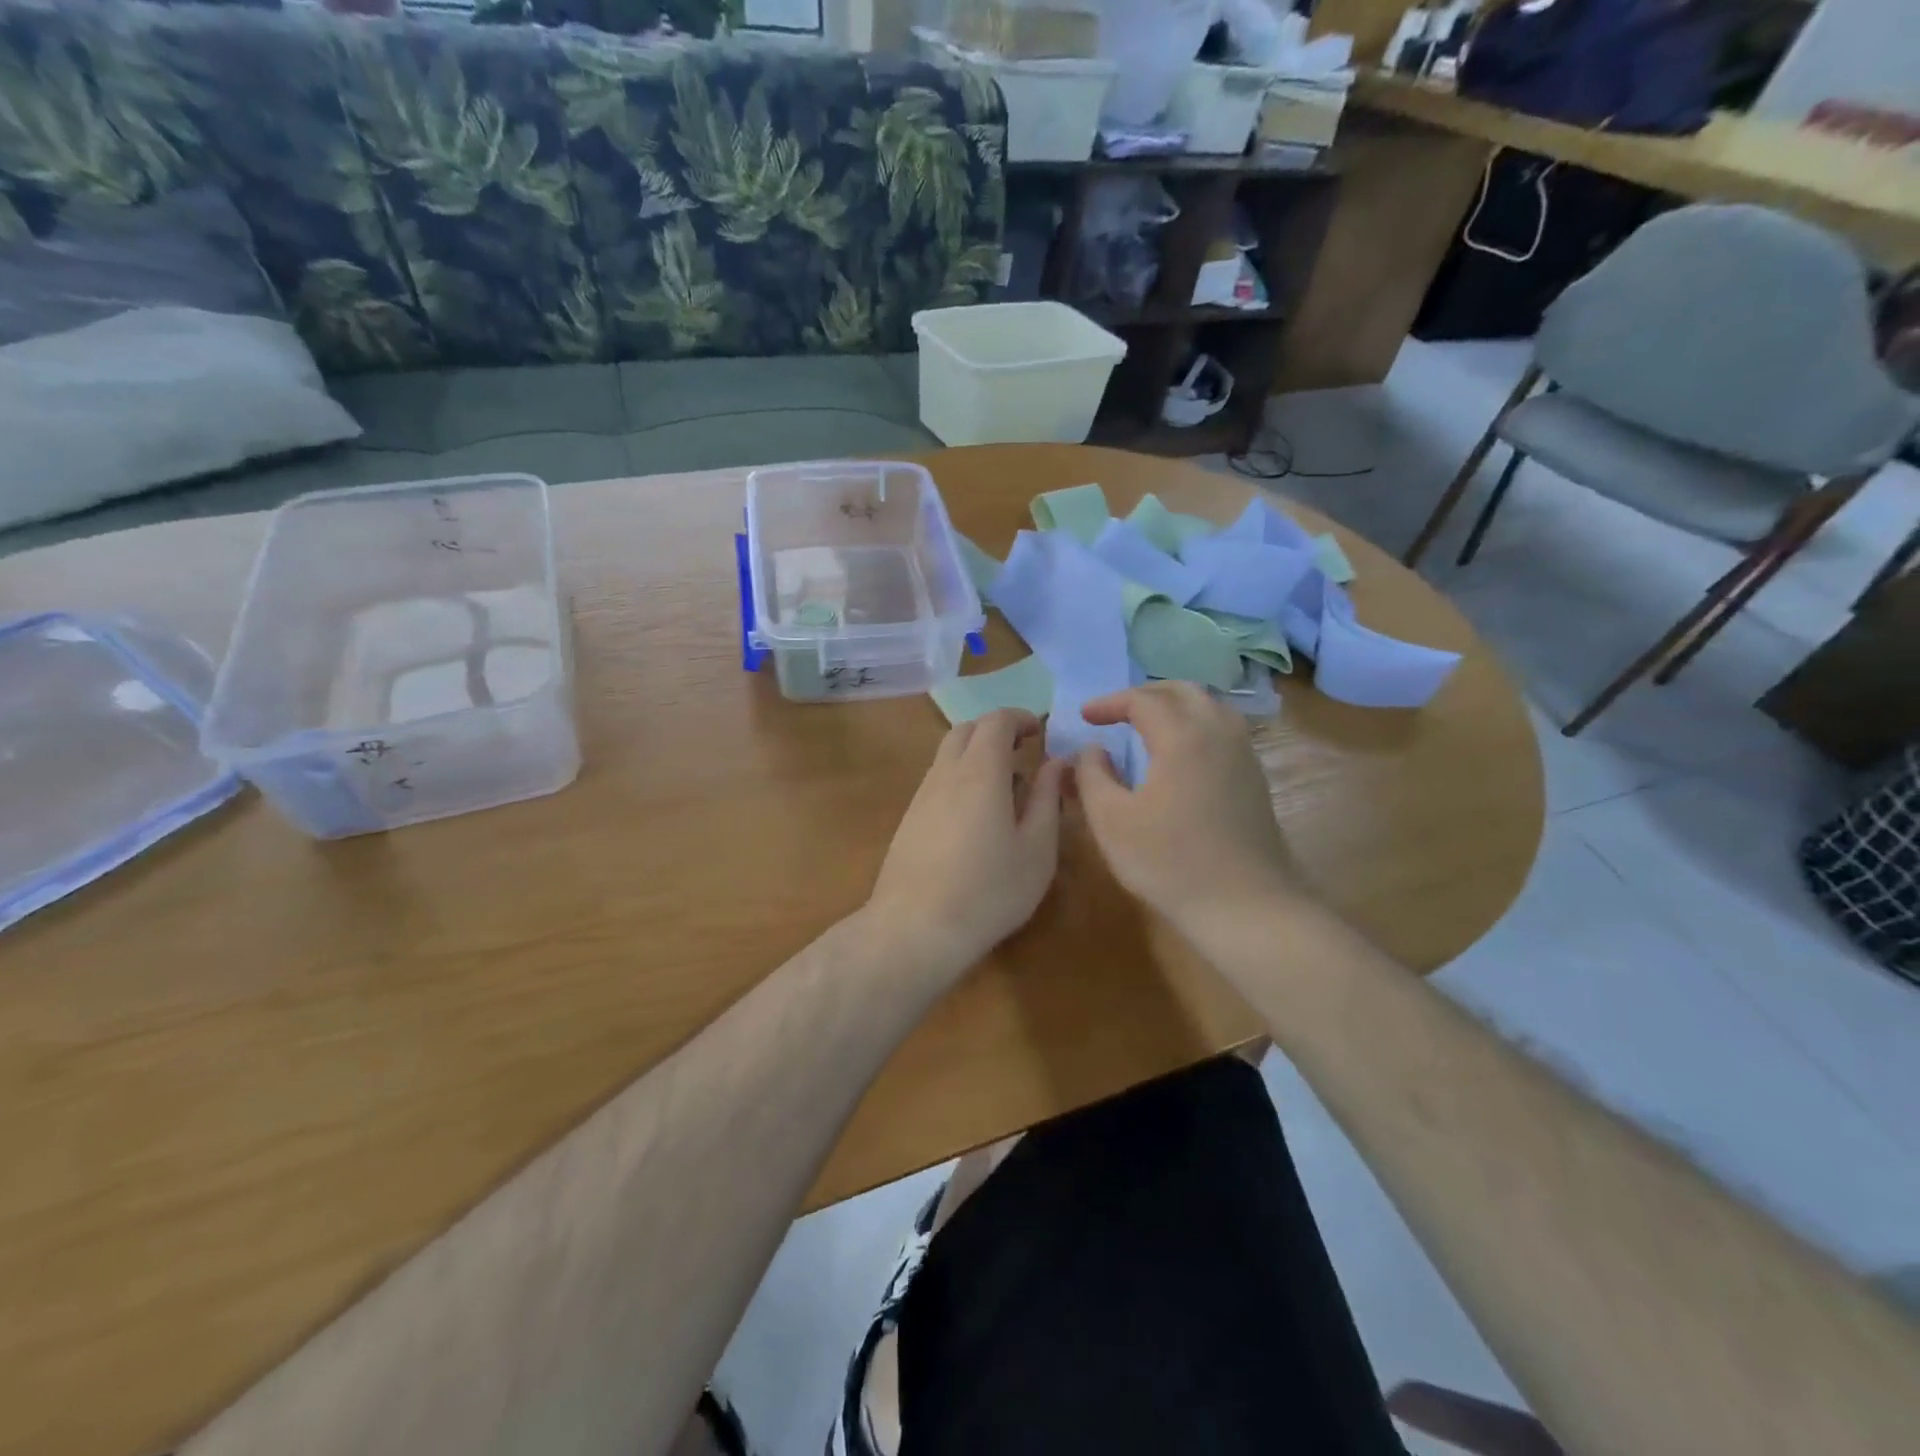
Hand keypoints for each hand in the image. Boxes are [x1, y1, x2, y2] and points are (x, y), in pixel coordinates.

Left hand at [866, 710, 1065, 979]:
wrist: (915, 929)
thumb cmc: (989, 890)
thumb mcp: (1037, 849)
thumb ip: (1047, 798)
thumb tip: (1056, 763)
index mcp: (980, 771)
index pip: (996, 720)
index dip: (1020, 718)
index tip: (1041, 732)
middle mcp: (945, 774)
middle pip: (965, 730)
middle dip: (995, 731)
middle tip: (1023, 753)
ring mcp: (921, 797)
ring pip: (947, 756)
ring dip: (976, 756)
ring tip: (1005, 790)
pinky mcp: (908, 820)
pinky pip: (937, 781)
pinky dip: (960, 779)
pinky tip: (976, 819)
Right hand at [1074, 683, 1298, 938]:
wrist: (1245, 906)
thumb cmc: (1169, 862)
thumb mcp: (1111, 820)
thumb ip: (1092, 776)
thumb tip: (1092, 750)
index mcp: (1183, 737)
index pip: (1142, 700)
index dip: (1109, 703)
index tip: (1085, 717)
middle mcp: (1219, 733)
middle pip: (1182, 691)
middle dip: (1144, 694)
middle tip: (1116, 712)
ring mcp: (1244, 754)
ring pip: (1210, 706)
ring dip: (1174, 706)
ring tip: (1147, 725)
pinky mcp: (1255, 777)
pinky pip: (1223, 729)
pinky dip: (1195, 724)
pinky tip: (1180, 754)